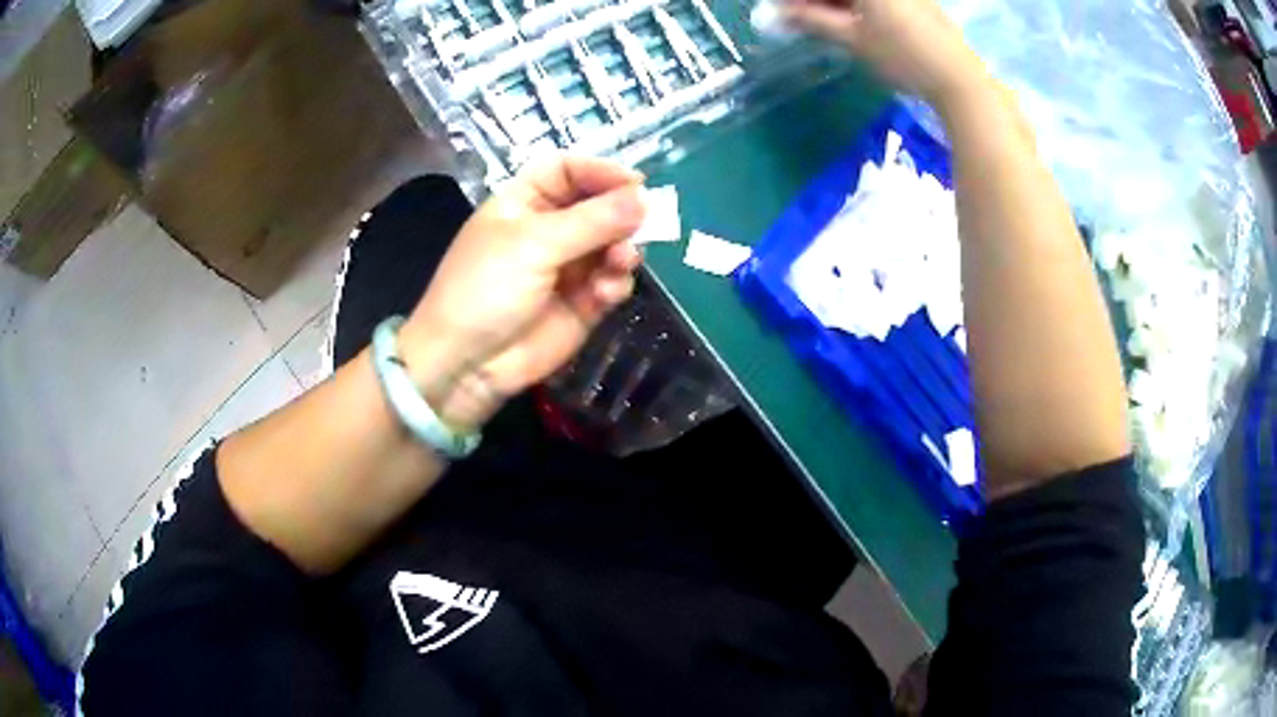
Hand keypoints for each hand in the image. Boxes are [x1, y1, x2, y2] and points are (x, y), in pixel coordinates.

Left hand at [398, 156, 646, 430]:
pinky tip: (605, 293)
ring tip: (621, 261)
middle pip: (598, 205)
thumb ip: (593, 220)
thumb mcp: (534, 244)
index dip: (601, 171)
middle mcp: (549, 228)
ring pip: (612, 244)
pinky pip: (612, 282)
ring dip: (623, 249)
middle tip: (645, 222)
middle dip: (621, 213)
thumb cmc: (486, 288)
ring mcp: (568, 267)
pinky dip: (615, 283)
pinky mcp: (583, 303)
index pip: (569, 171)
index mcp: (524, 202)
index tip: (635, 183)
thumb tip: (646, 198)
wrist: (468, 365)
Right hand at [783, 0, 988, 109]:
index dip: (799, 0)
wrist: (959, 80)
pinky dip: (857, 6)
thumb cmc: (904, 57)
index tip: (783, 11)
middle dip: (816, 1)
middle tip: (797, 16)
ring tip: (820, 21)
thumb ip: (814, 21)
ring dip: (835, 4)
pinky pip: (878, 1)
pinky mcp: (918, 3)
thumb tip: (778, 14)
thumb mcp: (854, 39)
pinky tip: (849, 21)